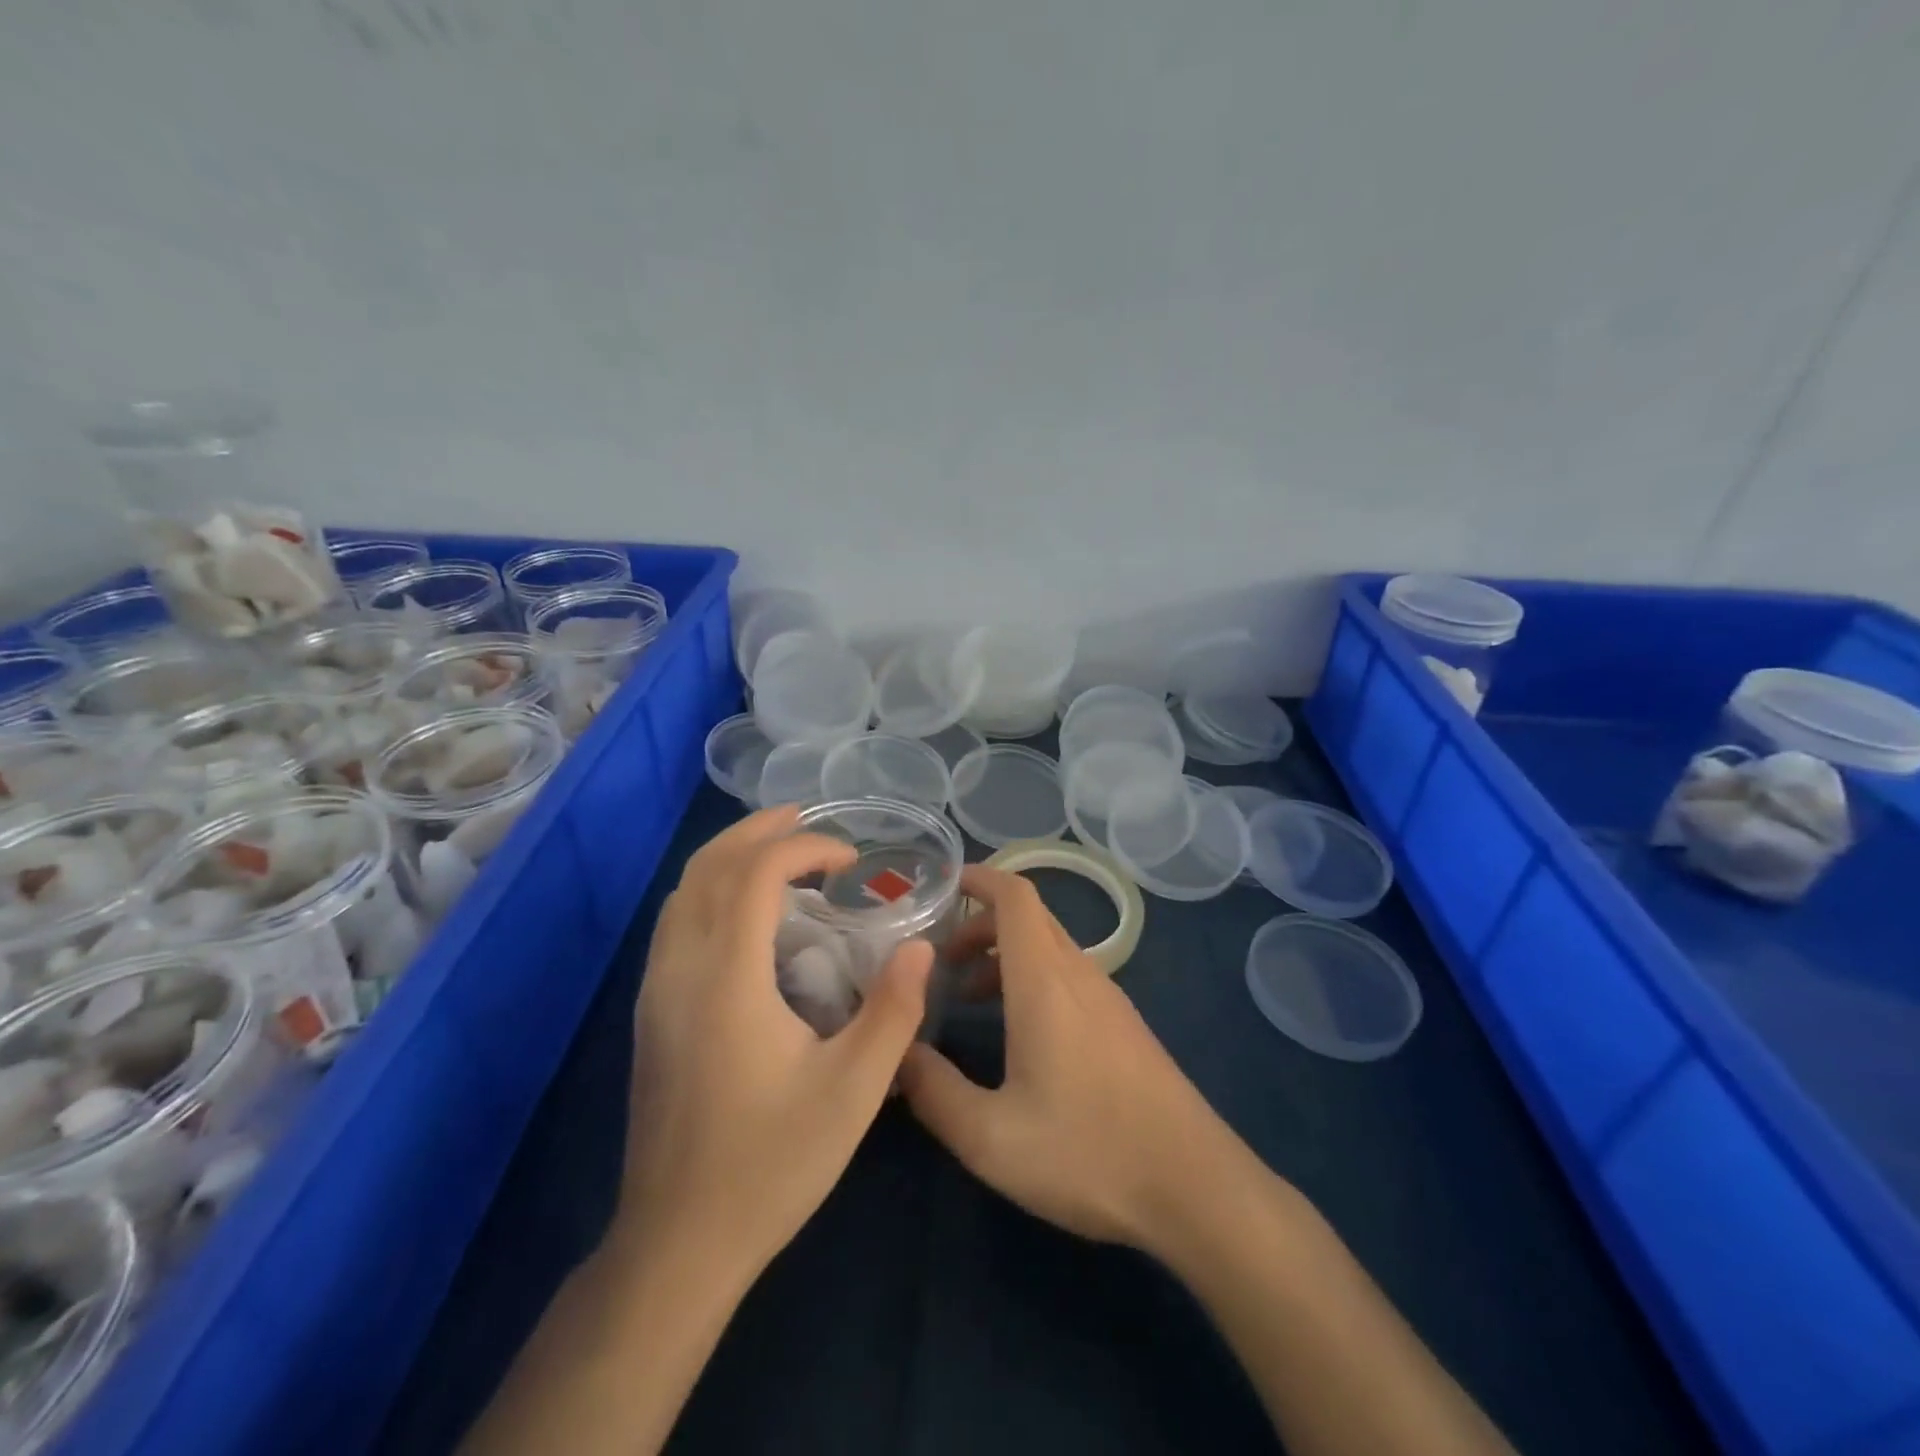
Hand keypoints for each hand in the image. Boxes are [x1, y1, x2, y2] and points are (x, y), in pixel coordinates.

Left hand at [616, 805, 932, 1281]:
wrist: (677, 1243)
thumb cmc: (770, 1164)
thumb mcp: (853, 1093)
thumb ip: (893, 1012)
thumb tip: (921, 948)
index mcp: (726, 980)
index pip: (753, 875)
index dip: (802, 847)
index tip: (848, 858)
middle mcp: (680, 971)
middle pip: (706, 868)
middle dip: (758, 831)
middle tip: (808, 821)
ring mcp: (656, 992)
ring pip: (682, 892)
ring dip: (730, 857)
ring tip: (780, 851)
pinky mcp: (652, 1014)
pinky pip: (675, 922)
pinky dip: (711, 890)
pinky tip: (748, 913)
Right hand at [898, 866, 1238, 1252]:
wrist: (1196, 1188)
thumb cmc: (1088, 1152)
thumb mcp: (991, 1136)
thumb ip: (933, 1091)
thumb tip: (896, 1053)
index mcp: (1046, 981)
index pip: (1015, 897)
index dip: (980, 879)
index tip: (942, 885)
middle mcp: (1080, 975)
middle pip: (1029, 919)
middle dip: (979, 925)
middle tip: (939, 961)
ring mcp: (1109, 999)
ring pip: (1050, 950)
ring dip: (1005, 957)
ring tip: (967, 999)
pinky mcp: (1125, 1027)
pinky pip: (1070, 978)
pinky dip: (1032, 981)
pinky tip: (1019, 1037)